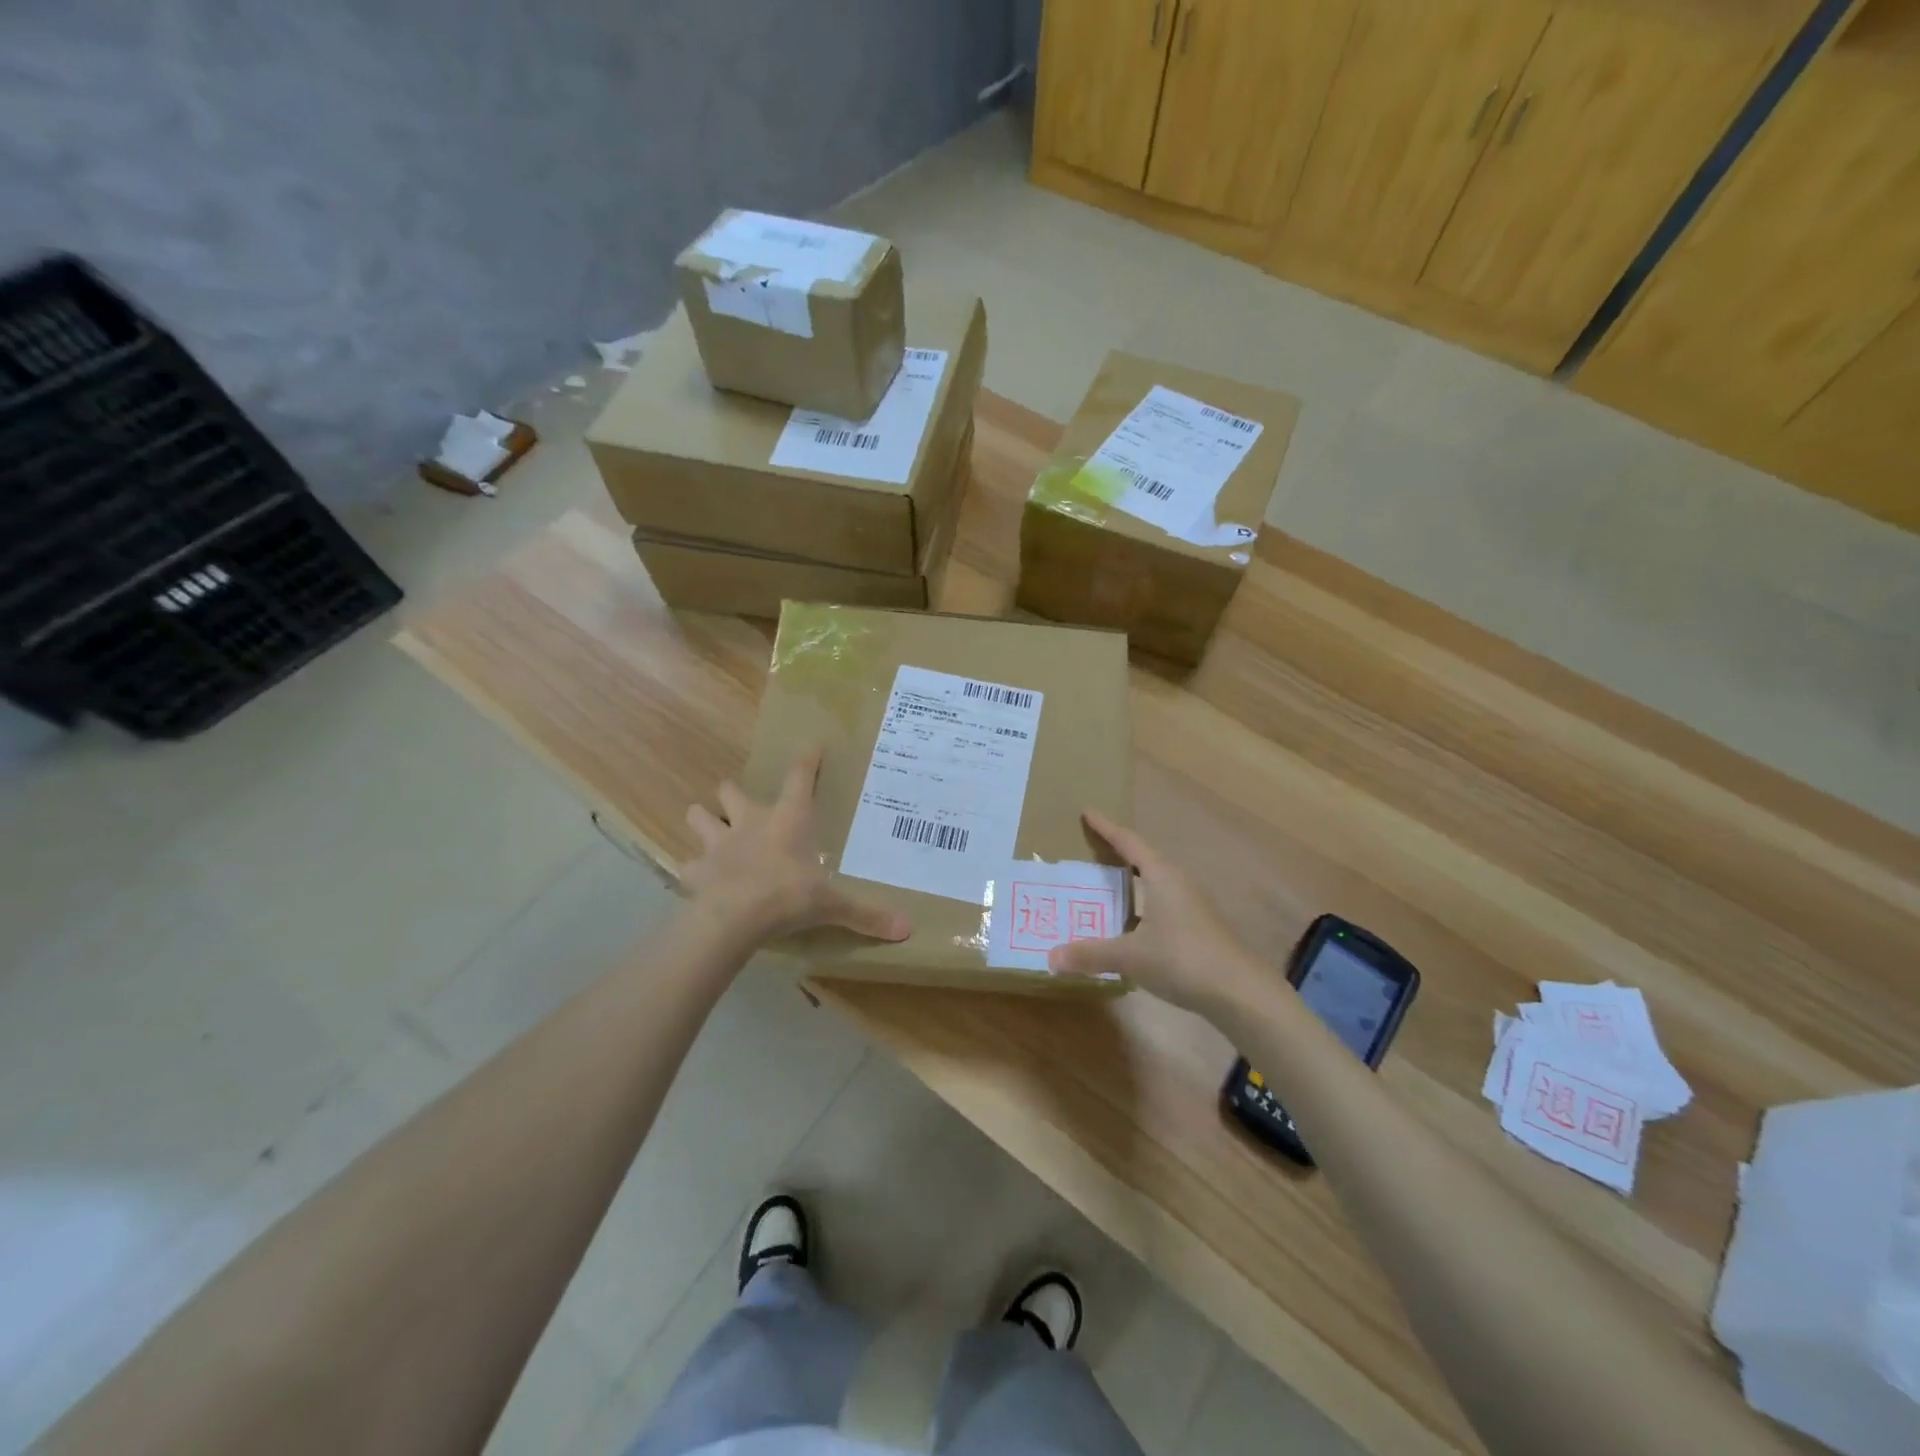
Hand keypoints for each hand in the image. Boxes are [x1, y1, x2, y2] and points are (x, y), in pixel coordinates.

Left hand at [681, 748, 910, 945]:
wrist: (733, 917)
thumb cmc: (788, 896)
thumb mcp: (832, 905)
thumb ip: (866, 914)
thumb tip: (907, 929)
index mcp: (787, 819)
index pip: (799, 778)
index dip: (807, 760)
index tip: (813, 745)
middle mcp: (750, 822)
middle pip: (732, 790)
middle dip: (733, 792)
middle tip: (740, 804)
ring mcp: (718, 843)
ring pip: (699, 816)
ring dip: (704, 820)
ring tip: (711, 830)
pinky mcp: (696, 870)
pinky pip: (689, 865)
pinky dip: (694, 870)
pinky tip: (700, 878)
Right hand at [1048, 811, 1270, 1017]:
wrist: (1241, 992)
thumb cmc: (1182, 959)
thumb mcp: (1130, 956)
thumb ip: (1091, 954)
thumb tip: (1051, 957)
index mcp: (1162, 876)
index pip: (1129, 842)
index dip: (1107, 828)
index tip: (1087, 812)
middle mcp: (1178, 882)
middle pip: (1144, 857)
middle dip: (1118, 850)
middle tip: (1091, 847)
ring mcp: (1192, 905)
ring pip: (1156, 881)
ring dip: (1132, 878)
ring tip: (1107, 881)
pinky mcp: (1199, 927)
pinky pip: (1162, 902)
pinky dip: (1142, 902)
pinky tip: (1131, 921)